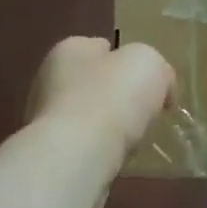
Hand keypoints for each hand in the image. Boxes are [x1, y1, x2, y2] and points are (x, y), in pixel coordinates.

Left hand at [26, 37, 173, 170]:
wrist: (78, 156)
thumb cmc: (112, 97)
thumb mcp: (149, 63)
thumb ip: (156, 68)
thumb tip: (160, 88)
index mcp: (69, 50)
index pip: (101, 47)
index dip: (128, 61)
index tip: (150, 83)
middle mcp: (49, 81)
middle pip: (94, 84)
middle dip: (117, 97)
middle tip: (146, 113)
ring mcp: (46, 120)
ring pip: (88, 118)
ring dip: (109, 128)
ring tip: (135, 140)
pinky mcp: (52, 154)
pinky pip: (84, 147)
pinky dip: (101, 152)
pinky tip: (117, 160)